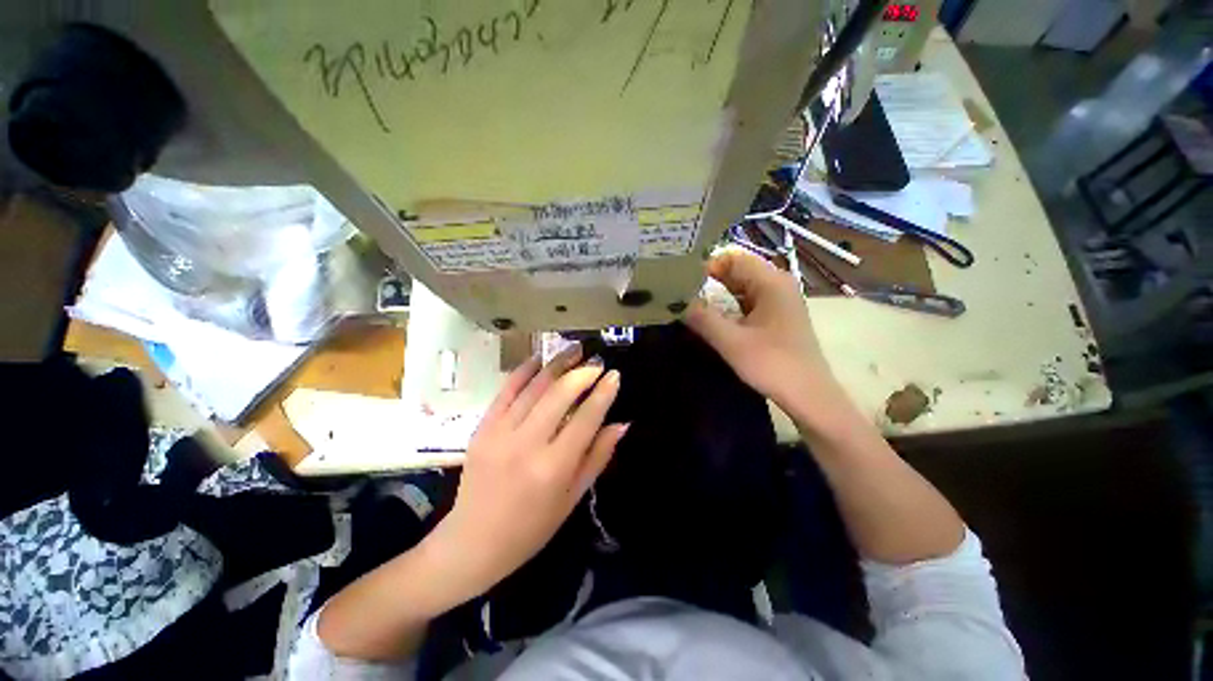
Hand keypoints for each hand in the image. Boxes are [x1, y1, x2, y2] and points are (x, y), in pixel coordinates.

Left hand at [424, 343, 627, 601]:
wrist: (472, 543)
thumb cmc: (531, 528)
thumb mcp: (572, 498)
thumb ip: (598, 457)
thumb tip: (621, 424)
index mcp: (554, 467)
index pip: (586, 418)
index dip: (604, 393)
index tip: (615, 375)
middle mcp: (527, 444)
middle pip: (560, 394)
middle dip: (583, 372)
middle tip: (597, 361)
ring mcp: (500, 432)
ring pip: (534, 387)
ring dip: (557, 364)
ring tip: (575, 349)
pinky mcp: (482, 427)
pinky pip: (506, 390)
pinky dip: (523, 370)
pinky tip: (539, 357)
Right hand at [684, 249, 836, 411]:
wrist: (809, 397)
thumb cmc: (773, 365)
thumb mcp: (731, 342)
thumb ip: (701, 317)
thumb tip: (674, 300)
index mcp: (771, 281)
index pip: (732, 257)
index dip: (705, 266)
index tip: (681, 283)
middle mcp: (776, 284)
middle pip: (735, 271)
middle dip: (707, 282)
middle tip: (679, 294)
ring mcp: (777, 300)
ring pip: (738, 287)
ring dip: (715, 296)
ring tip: (689, 306)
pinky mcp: (774, 316)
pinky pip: (745, 302)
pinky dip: (726, 307)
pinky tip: (710, 319)